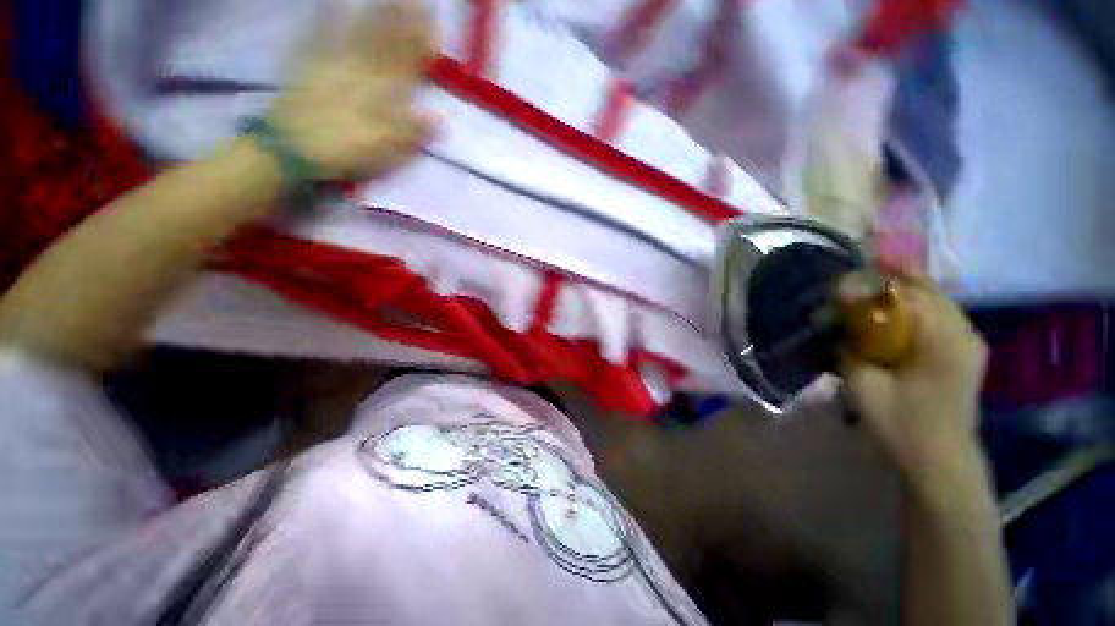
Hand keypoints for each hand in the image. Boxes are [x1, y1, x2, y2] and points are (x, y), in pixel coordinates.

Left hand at [265, 0, 436, 179]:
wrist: (292, 148)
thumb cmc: (343, 151)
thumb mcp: (384, 150)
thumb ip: (411, 132)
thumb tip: (441, 119)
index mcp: (381, 94)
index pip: (407, 66)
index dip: (421, 46)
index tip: (435, 26)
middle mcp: (361, 73)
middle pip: (387, 44)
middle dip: (404, 22)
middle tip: (420, 1)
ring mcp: (334, 64)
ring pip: (360, 35)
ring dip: (377, 14)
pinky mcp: (311, 65)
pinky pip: (320, 36)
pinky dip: (326, 17)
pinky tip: (332, 1)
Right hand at [839, 272, 988, 484]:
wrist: (939, 462)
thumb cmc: (902, 425)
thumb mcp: (864, 385)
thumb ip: (849, 347)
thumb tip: (833, 322)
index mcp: (945, 340)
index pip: (913, 291)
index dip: (878, 278)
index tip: (848, 273)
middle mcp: (964, 333)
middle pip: (927, 290)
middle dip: (890, 280)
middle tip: (852, 281)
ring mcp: (968, 342)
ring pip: (933, 302)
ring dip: (900, 294)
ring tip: (865, 295)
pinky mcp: (963, 353)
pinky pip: (936, 318)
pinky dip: (911, 310)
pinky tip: (888, 318)